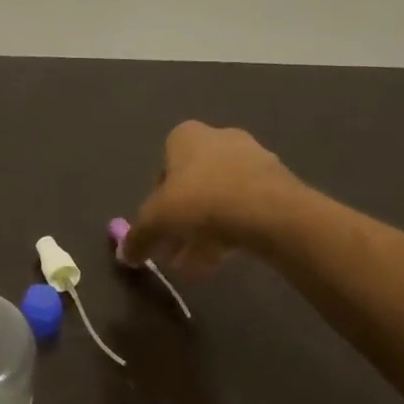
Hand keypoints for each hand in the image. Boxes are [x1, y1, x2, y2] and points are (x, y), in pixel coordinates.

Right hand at [120, 121, 301, 278]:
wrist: (269, 211)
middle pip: (192, 186)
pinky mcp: (277, 184)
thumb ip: (138, 238)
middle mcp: (219, 139)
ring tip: (194, 267)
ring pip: (218, 199)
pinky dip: (229, 232)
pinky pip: (244, 209)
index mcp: (186, 136)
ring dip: (203, 232)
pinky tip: (219, 263)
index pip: (163, 168)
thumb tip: (125, 255)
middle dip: (181, 221)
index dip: (156, 202)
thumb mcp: (156, 222)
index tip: (158, 228)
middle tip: (173, 253)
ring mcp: (252, 159)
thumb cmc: (200, 201)